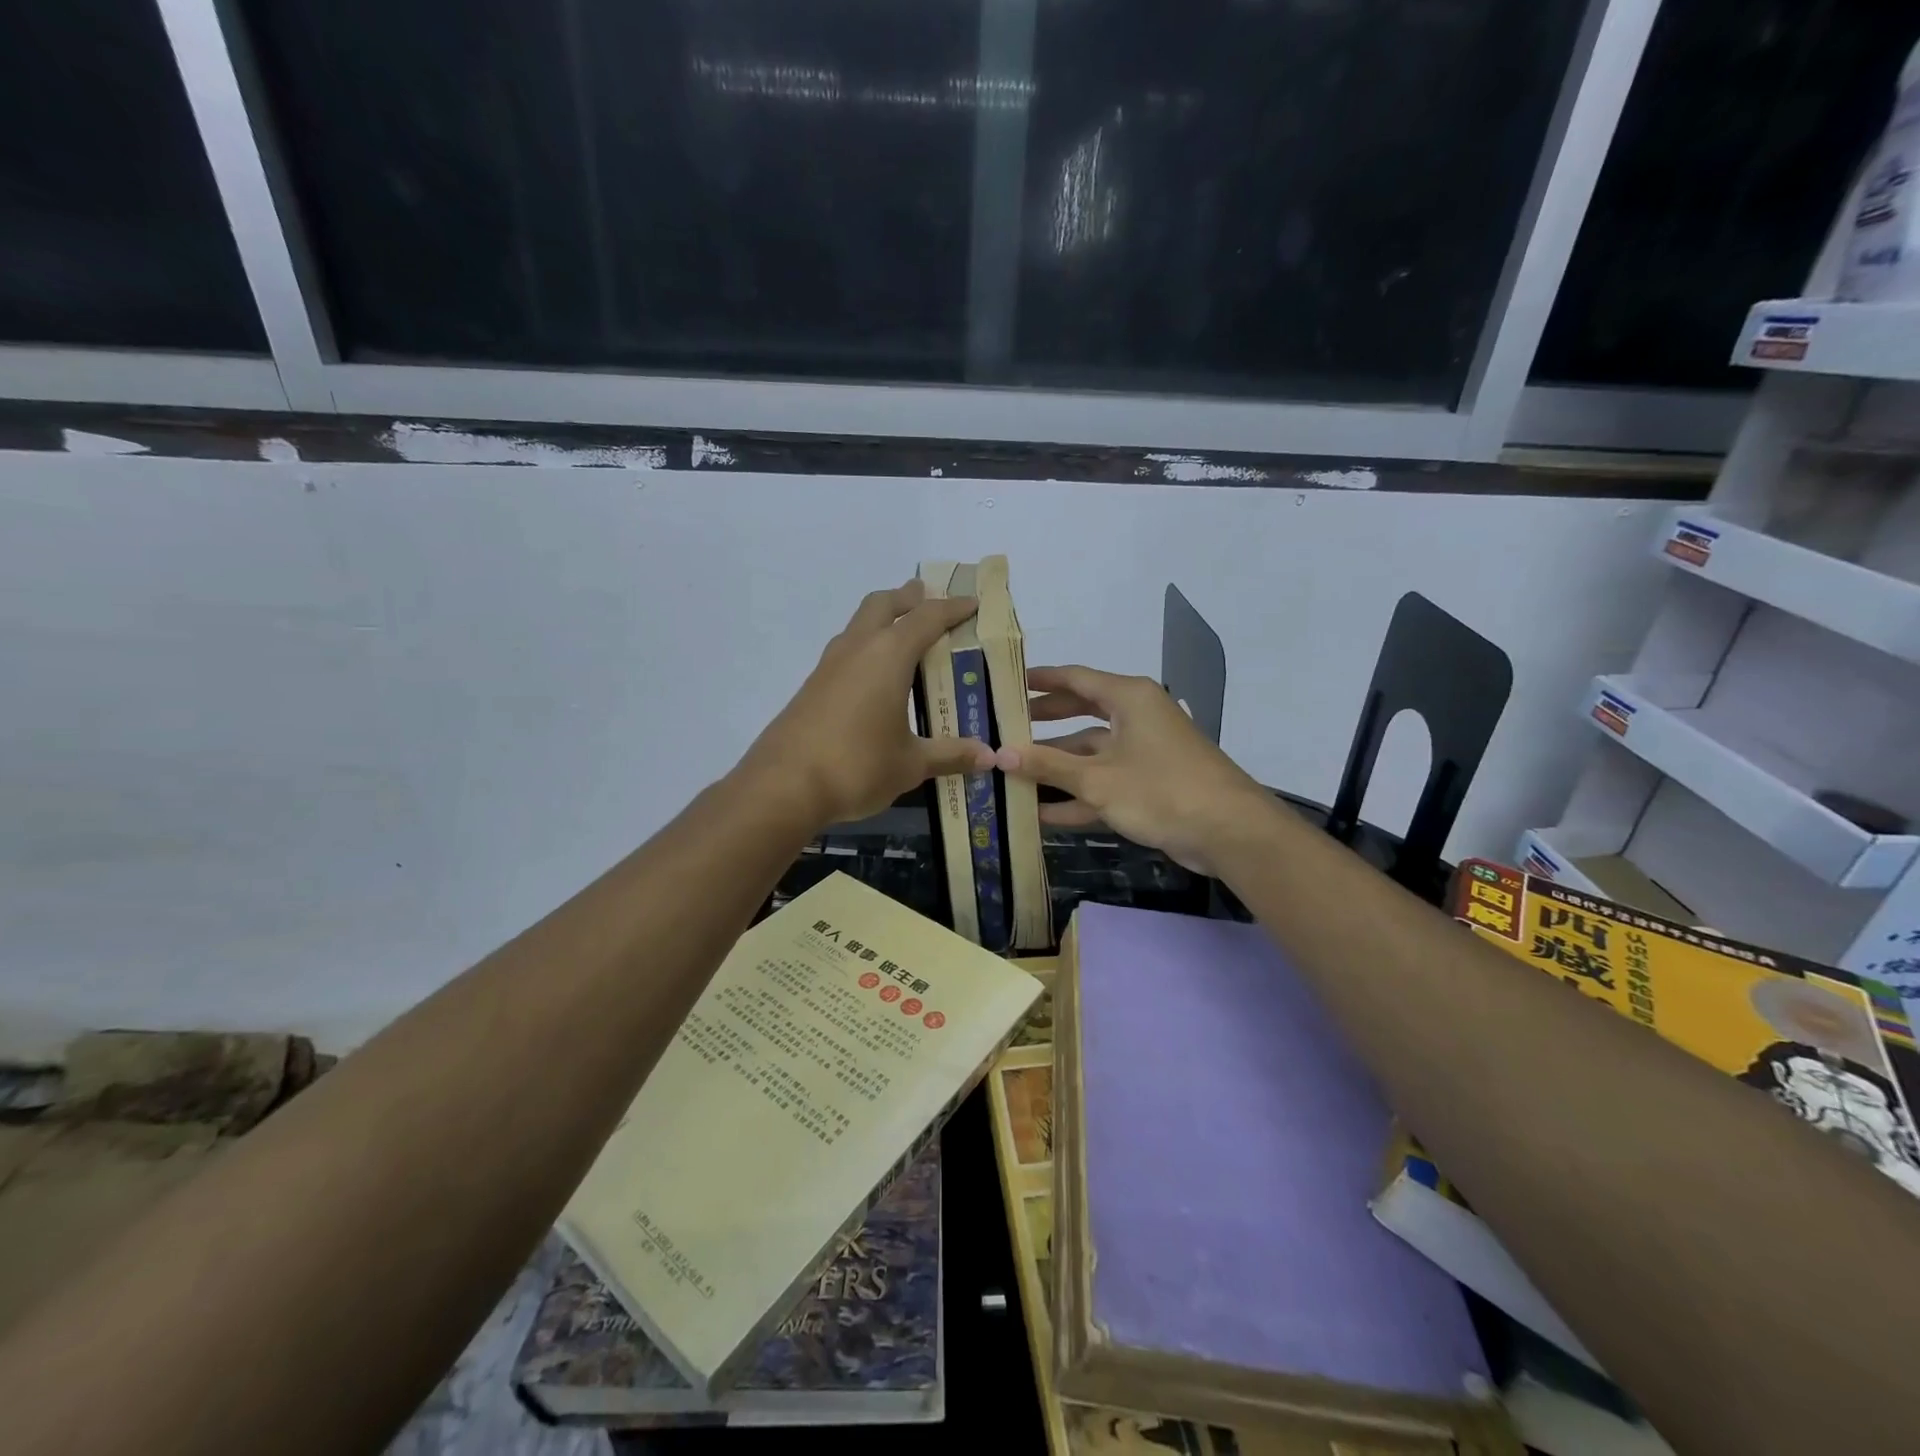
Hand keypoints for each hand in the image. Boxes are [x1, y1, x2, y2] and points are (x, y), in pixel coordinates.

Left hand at [739, 580, 994, 826]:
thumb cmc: (857, 766)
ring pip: (859, 624)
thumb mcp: (911, 764)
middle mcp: (857, 649)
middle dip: (908, 598)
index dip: (953, 608)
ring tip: (904, 635)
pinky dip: (866, 647)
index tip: (973, 604)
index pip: (926, 618)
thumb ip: (951, 755)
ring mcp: (829, 666)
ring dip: (882, 620)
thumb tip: (991, 757)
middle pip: (883, 604)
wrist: (783, 786)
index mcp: (889, 656)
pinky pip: (846, 651)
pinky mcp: (812, 687)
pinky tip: (874, 678)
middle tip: (929, 600)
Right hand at [994, 666, 1270, 875]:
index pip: (1075, 678)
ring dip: (1056, 767)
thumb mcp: (1097, 779)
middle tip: (1005, 727)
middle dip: (1044, 723)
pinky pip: (1105, 781)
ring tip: (1012, 775)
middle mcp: (1136, 717)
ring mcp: (1144, 752)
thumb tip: (1000, 753)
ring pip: (1090, 752)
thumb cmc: (1161, 790)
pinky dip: (1078, 794)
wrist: (1229, 833)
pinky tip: (1042, 813)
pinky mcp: (1149, 784)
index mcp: (1128, 698)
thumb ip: (1047, 765)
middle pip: (1080, 713)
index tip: (1007, 685)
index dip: (1040, 680)